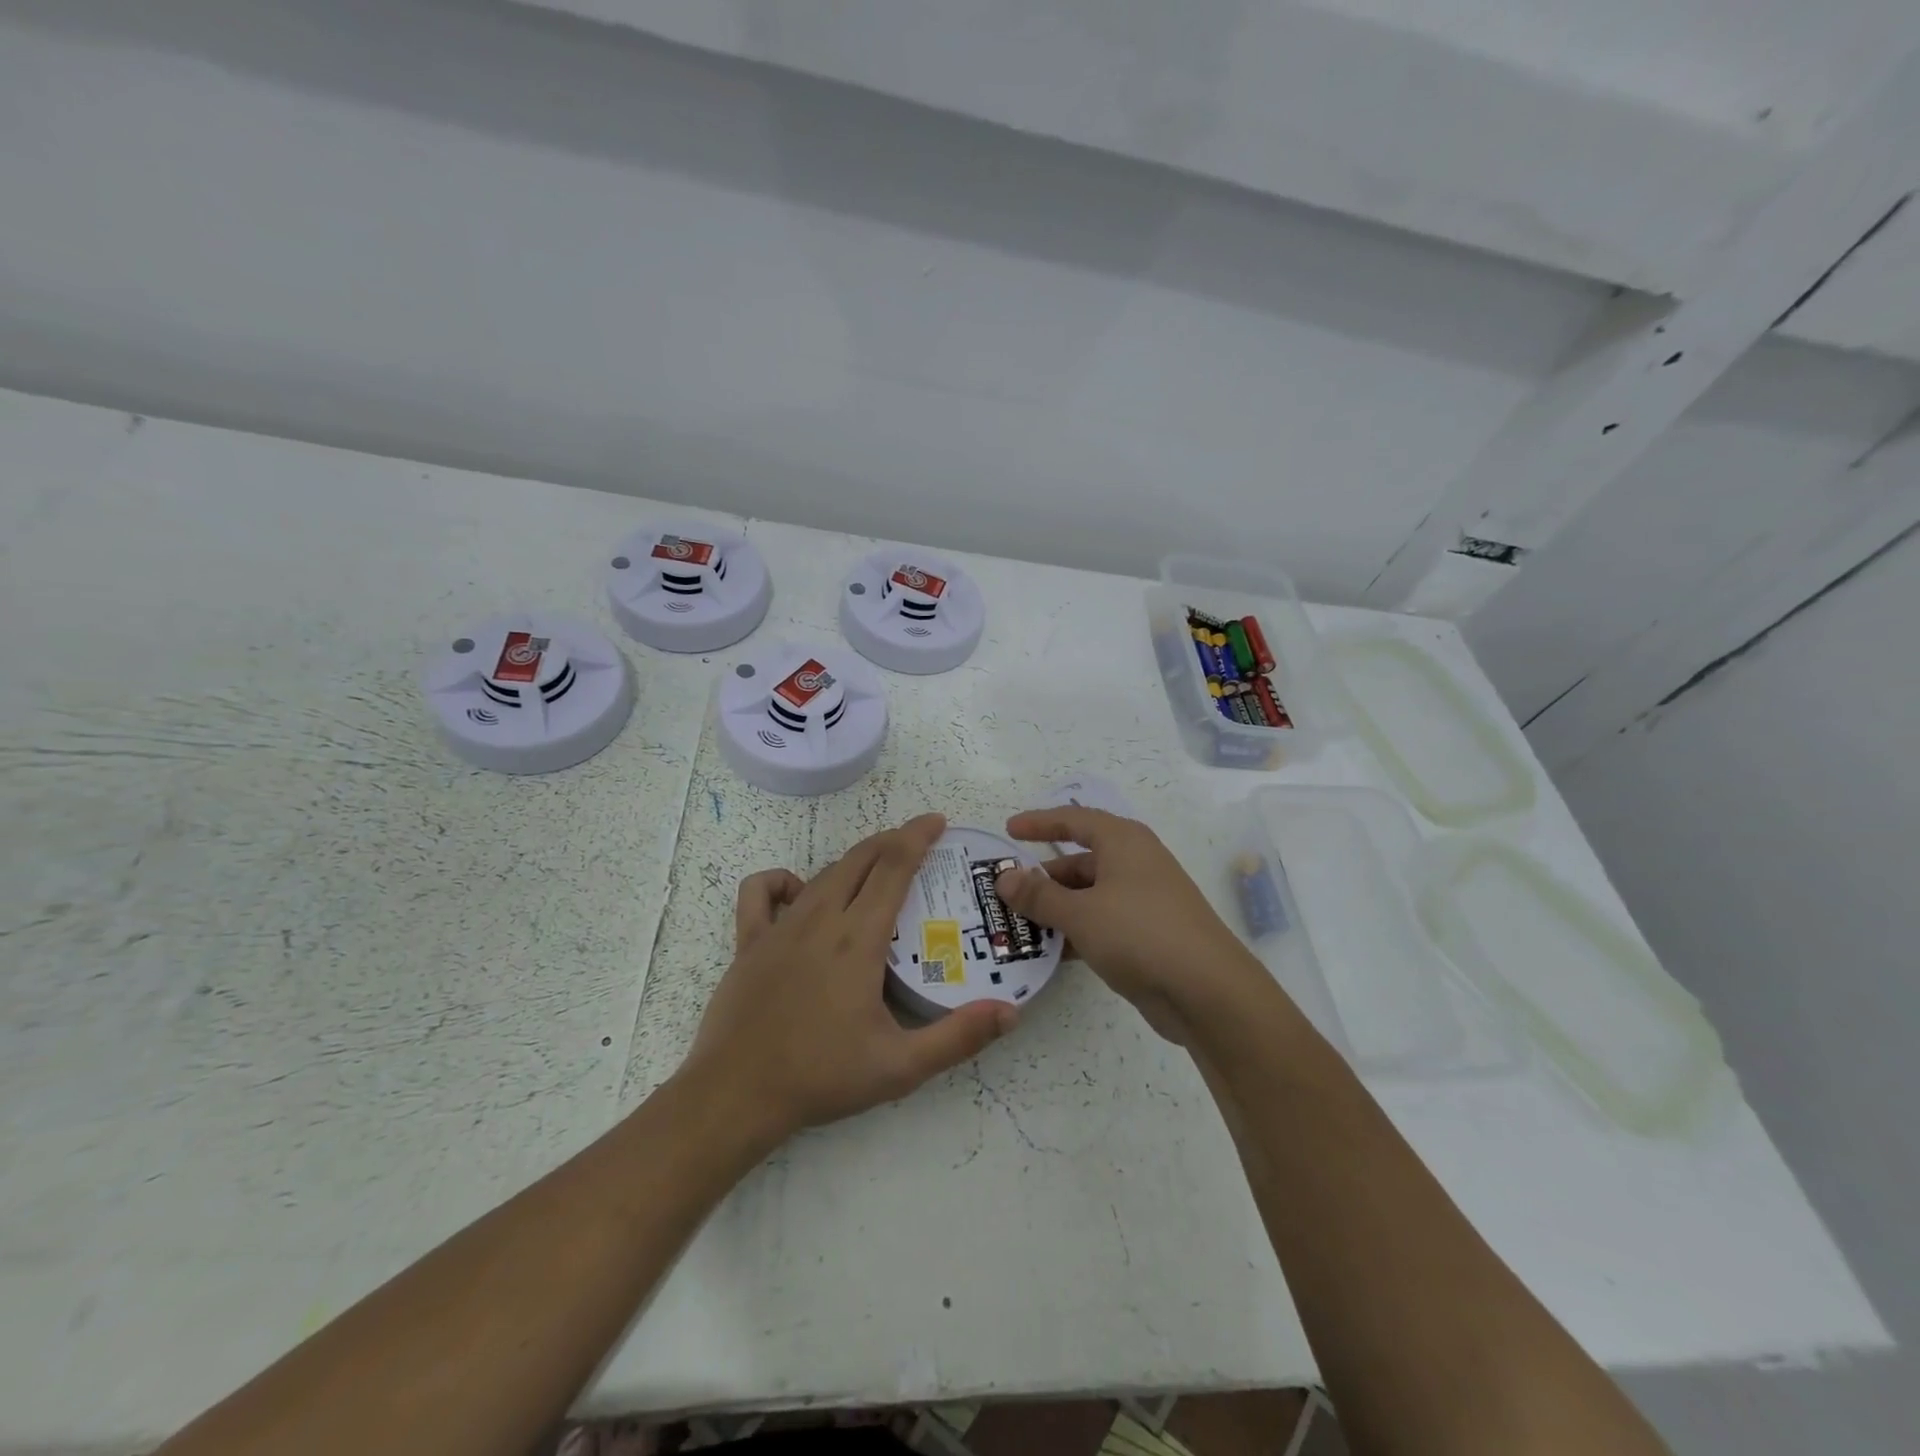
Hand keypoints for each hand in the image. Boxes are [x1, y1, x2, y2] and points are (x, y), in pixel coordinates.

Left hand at [682, 813, 1015, 1143]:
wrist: (735, 1095)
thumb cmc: (821, 1077)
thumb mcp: (900, 1066)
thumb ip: (958, 1037)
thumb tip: (1011, 1012)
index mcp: (858, 939)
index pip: (894, 867)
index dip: (917, 837)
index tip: (938, 822)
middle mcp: (821, 919)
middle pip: (861, 859)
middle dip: (893, 840)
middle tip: (919, 839)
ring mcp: (780, 927)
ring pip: (824, 872)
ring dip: (855, 860)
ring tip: (878, 866)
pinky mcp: (749, 941)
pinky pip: (761, 891)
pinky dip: (783, 880)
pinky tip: (801, 893)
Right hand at [995, 806, 1265, 1042]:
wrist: (1208, 992)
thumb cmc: (1140, 934)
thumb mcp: (1080, 913)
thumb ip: (1038, 895)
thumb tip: (1004, 878)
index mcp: (1123, 842)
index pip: (1074, 820)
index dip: (1040, 823)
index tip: (1009, 831)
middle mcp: (1135, 864)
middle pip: (1079, 862)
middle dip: (1042, 878)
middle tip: (1004, 894)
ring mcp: (1144, 900)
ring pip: (1089, 896)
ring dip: (1055, 910)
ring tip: (1016, 926)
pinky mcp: (1147, 935)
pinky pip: (1102, 923)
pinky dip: (1076, 932)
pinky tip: (1050, 953)